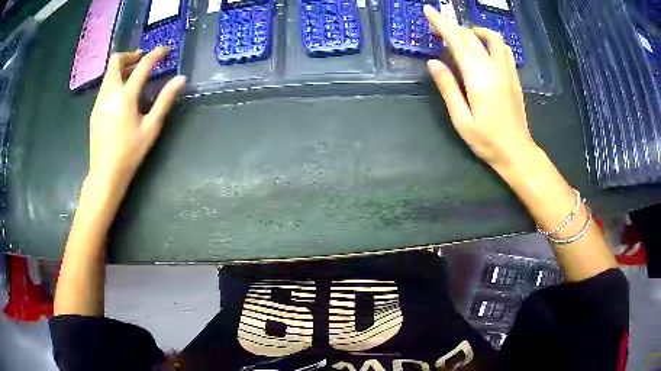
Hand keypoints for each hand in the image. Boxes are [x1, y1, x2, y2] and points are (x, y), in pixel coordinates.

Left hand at [87, 46, 185, 189]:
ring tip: (134, 76)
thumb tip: (180, 79)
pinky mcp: (94, 110)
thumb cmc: (129, 154)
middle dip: (130, 55)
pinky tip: (122, 95)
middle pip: (116, 61)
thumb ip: (165, 100)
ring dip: (122, 68)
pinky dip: (115, 81)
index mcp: (125, 97)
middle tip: (142, 60)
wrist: (105, 175)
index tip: (166, 49)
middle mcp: (109, 93)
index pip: (142, 66)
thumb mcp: (151, 128)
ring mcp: (99, 101)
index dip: (156, 54)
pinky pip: (105, 86)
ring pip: (109, 73)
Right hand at [424, 6, 536, 169]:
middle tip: (437, 26)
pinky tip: (482, 49)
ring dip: (475, 31)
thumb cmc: (487, 141)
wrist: (517, 152)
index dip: (442, 24)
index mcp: (479, 79)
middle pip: (472, 36)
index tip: (429, 12)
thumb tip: (433, 62)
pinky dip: (489, 41)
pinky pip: (503, 49)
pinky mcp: (514, 77)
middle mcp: (495, 69)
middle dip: (453, 26)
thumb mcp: (461, 120)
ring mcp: (507, 72)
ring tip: (462, 37)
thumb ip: (448, 88)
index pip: (458, 42)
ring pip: (493, 38)